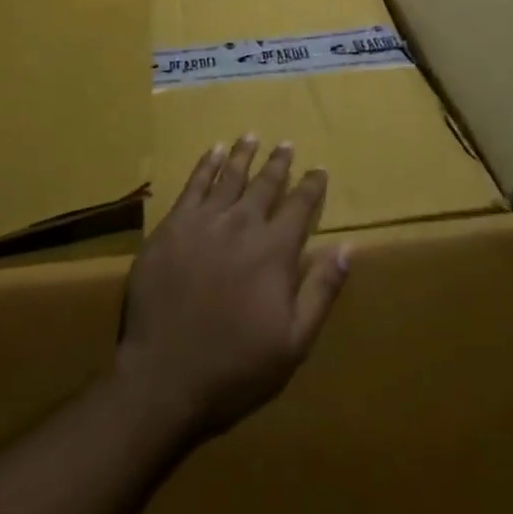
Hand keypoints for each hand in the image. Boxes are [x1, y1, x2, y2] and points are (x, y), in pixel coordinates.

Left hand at [116, 135, 349, 441]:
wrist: (164, 377)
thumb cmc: (236, 367)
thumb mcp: (294, 341)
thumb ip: (321, 289)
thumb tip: (349, 247)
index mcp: (274, 251)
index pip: (300, 206)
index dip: (312, 185)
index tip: (319, 169)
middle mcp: (241, 225)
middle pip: (265, 184)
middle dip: (279, 163)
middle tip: (286, 144)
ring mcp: (203, 222)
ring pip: (229, 176)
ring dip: (243, 155)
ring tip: (251, 136)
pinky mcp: (171, 227)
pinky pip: (193, 185)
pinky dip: (206, 165)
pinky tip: (213, 152)